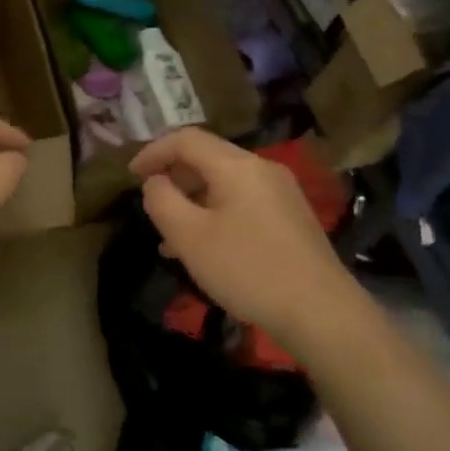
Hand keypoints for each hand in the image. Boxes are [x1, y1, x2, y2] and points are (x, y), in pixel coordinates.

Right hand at [130, 128, 352, 349]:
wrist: (320, 311)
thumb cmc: (247, 270)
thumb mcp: (190, 237)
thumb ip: (162, 201)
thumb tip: (155, 182)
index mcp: (237, 166)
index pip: (186, 139)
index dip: (153, 151)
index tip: (129, 175)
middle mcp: (262, 169)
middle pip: (208, 158)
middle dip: (173, 176)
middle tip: (150, 204)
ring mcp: (281, 192)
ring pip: (224, 183)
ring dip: (193, 200)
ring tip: (170, 235)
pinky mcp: (291, 217)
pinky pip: (242, 202)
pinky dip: (216, 213)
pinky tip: (205, 247)